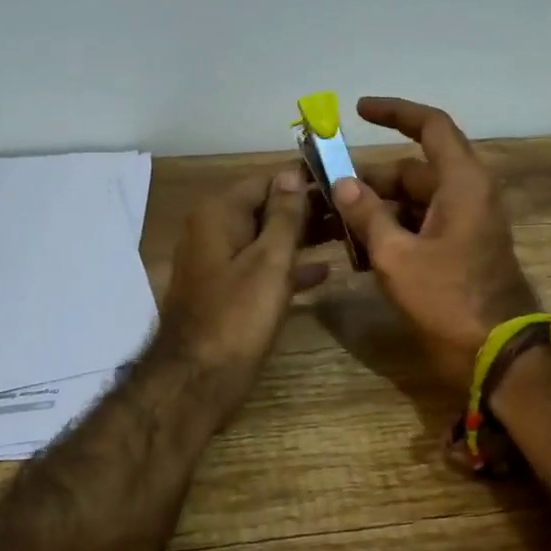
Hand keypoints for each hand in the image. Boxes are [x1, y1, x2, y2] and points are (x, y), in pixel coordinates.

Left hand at [155, 168, 328, 422]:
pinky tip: (323, 272)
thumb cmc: (238, 315)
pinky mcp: (225, 290)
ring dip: (302, 238)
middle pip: (265, 208)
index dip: (304, 180)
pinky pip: (260, 266)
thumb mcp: (269, 260)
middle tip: (351, 212)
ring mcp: (217, 261)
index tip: (342, 183)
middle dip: (306, 210)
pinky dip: (288, 266)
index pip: (267, 180)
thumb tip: (292, 172)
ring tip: (345, 235)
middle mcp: (213, 229)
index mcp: (218, 213)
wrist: (199, 378)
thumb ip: (284, 215)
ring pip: (265, 238)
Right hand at [330, 96, 539, 389]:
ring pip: (412, 201)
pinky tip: (358, 251)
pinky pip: (420, 225)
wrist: (496, 352)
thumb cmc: (448, 298)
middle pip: (412, 170)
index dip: (395, 112)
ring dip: (375, 209)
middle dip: (368, 179)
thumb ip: (367, 215)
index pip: (431, 126)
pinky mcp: (459, 248)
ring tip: (334, 225)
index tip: (358, 110)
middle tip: (326, 190)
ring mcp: (464, 223)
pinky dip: (391, 230)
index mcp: (461, 182)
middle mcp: (466, 194)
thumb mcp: (396, 256)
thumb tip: (342, 183)